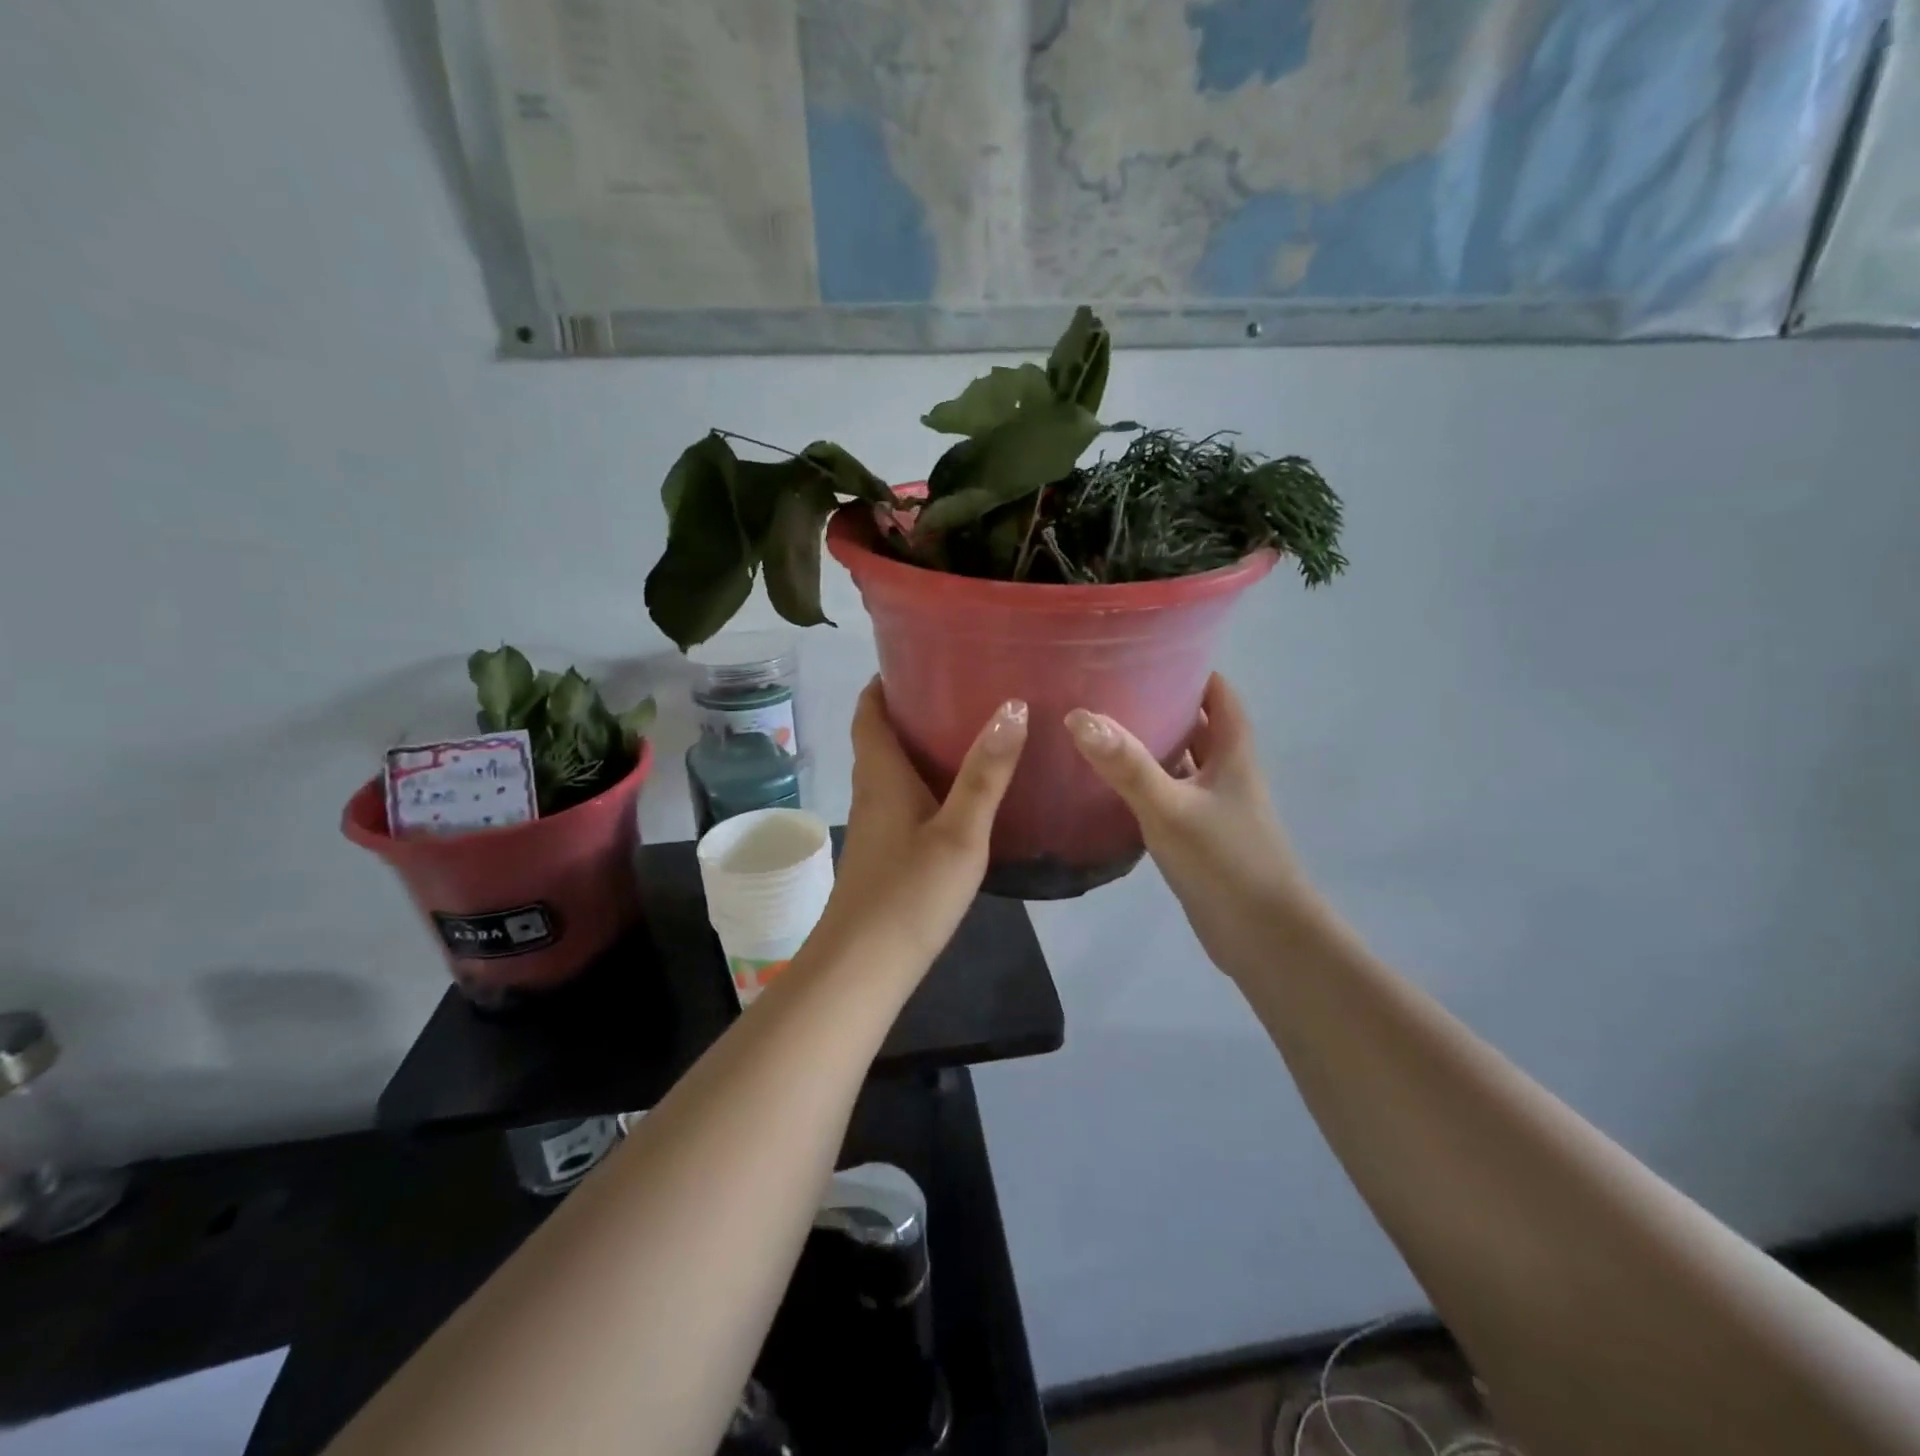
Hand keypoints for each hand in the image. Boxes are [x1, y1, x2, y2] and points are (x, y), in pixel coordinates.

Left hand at [813, 679, 1027, 973]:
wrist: (864, 965)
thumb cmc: (911, 892)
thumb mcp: (960, 831)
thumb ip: (987, 773)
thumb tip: (1012, 707)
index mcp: (881, 775)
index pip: (869, 712)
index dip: (883, 682)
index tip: (915, 657)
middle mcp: (870, 793)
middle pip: (879, 738)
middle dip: (909, 710)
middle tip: (957, 690)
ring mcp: (872, 826)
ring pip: (889, 771)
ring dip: (916, 747)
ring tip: (965, 733)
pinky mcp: (881, 853)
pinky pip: (898, 800)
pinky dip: (921, 783)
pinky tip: (956, 796)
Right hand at [1066, 674, 1322, 971]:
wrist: (1263, 937)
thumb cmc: (1226, 861)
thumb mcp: (1171, 808)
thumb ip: (1126, 765)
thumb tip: (1080, 716)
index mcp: (1233, 753)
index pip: (1219, 693)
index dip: (1192, 667)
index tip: (1148, 650)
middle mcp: (1227, 772)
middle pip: (1197, 724)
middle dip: (1161, 701)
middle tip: (1109, 686)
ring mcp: (1214, 806)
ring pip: (1182, 761)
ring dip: (1151, 744)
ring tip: (1101, 727)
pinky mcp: (1198, 836)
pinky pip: (1169, 795)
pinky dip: (1145, 784)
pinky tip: (1109, 785)